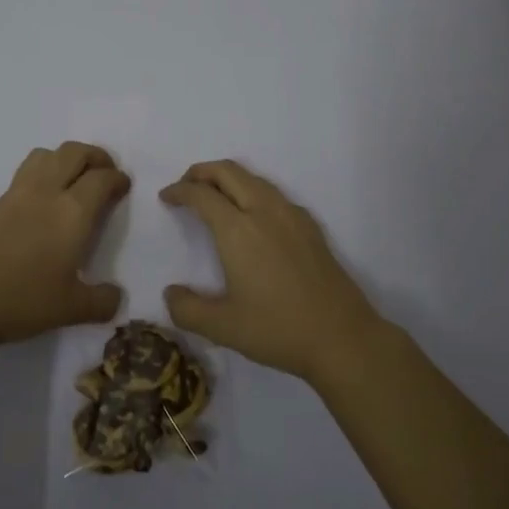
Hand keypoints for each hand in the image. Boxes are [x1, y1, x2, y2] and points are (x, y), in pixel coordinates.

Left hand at [0, 142, 129, 348]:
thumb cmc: (22, 299)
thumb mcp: (71, 309)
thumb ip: (101, 301)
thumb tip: (116, 297)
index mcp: (72, 212)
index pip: (101, 179)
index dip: (117, 178)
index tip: (123, 187)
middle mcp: (47, 192)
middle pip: (74, 153)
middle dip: (95, 156)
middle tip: (104, 173)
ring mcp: (17, 194)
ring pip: (46, 154)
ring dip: (66, 158)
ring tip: (73, 180)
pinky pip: (26, 172)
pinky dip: (43, 172)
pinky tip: (43, 201)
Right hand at [160, 160, 384, 383]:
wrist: (343, 337)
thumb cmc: (278, 329)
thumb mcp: (222, 328)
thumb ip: (187, 309)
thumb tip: (170, 293)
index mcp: (237, 230)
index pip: (201, 195)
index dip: (179, 191)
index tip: (165, 197)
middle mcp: (264, 212)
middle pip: (228, 172)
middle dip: (201, 172)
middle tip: (185, 187)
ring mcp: (292, 216)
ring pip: (253, 178)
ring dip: (228, 178)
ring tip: (214, 198)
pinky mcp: (310, 227)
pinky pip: (274, 193)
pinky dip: (253, 191)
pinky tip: (253, 217)